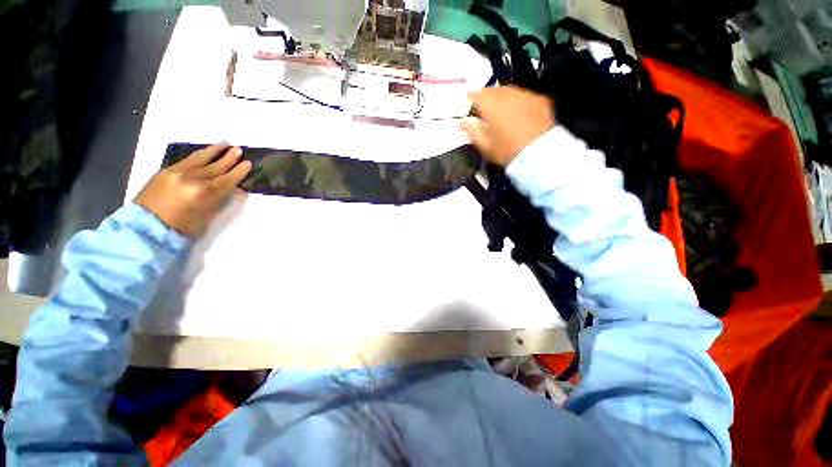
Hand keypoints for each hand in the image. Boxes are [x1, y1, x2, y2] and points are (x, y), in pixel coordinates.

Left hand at [135, 143, 251, 237]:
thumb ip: (220, 200)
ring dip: (213, 151)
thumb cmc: (181, 228)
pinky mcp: (165, 171)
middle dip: (229, 157)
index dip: (239, 172)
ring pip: (199, 158)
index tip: (248, 163)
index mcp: (203, 193)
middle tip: (239, 149)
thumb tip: (234, 190)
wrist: (144, 228)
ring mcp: (176, 173)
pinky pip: (186, 160)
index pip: (227, 179)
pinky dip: (198, 156)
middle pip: (215, 166)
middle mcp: (191, 179)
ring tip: (224, 143)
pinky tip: (204, 153)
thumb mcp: (207, 217)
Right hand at [462, 86, 555, 166]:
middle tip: (482, 111)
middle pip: (491, 90)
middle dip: (484, 99)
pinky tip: (517, 114)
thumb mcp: (484, 145)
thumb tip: (464, 122)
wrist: (539, 155)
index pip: (473, 95)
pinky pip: (523, 96)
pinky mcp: (539, 100)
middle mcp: (507, 94)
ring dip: (500, 99)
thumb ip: (472, 130)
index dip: (468, 100)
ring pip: (507, 91)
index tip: (465, 107)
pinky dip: (516, 102)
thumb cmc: (507, 151)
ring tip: (499, 112)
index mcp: (491, 105)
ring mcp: (525, 95)